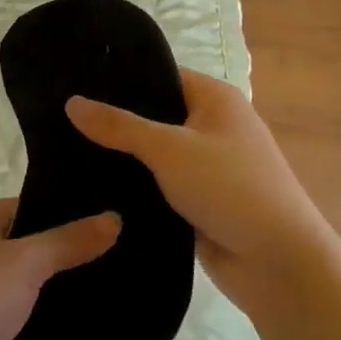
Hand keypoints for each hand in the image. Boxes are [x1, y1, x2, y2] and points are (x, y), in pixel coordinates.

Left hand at [0, 198, 119, 339]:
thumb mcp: (23, 262)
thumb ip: (69, 242)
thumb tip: (114, 217)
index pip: (29, 208)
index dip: (68, 213)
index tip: (115, 219)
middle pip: (35, 256)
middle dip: (75, 263)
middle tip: (130, 262)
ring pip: (35, 302)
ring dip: (68, 308)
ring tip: (126, 300)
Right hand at [66, 69, 340, 317]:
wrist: (278, 264)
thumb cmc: (230, 188)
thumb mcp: (169, 149)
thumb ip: (119, 126)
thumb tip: (71, 102)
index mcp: (215, 99)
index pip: (159, 75)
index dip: (120, 78)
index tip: (75, 81)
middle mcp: (212, 126)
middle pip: (154, 114)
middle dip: (115, 120)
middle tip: (62, 118)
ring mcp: (206, 166)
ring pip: (153, 153)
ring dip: (122, 157)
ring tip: (65, 148)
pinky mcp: (198, 201)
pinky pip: (158, 184)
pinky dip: (134, 186)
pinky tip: (93, 186)